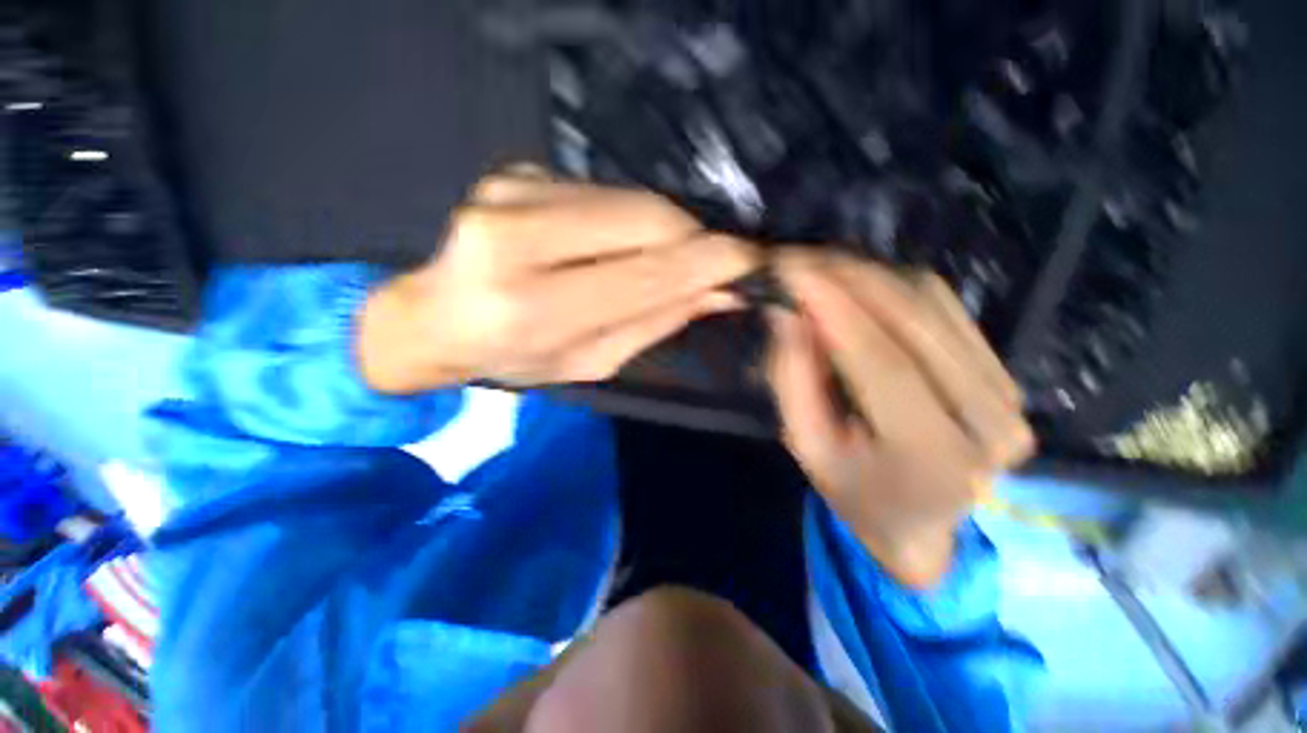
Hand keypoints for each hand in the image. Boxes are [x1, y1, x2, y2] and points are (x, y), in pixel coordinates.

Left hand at [360, 171, 759, 393]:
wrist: (438, 318)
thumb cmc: (517, 356)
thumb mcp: (592, 360)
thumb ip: (655, 321)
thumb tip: (719, 291)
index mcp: (531, 307)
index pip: (644, 273)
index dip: (707, 263)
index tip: (749, 262)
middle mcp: (515, 237)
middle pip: (645, 219)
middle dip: (694, 240)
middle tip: (718, 262)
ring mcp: (511, 191)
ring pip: (630, 199)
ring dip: (668, 230)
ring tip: (671, 259)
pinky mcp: (517, 172)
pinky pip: (604, 192)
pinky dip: (633, 219)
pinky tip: (626, 243)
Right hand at [768, 251, 1033, 586]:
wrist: (917, 522)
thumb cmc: (851, 489)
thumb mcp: (804, 443)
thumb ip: (792, 377)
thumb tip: (786, 310)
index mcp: (930, 457)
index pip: (880, 361)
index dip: (833, 306)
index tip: (789, 267)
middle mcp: (987, 422)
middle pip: (914, 321)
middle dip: (849, 278)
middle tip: (799, 259)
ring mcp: (1009, 397)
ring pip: (933, 304)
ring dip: (869, 276)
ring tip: (821, 270)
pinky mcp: (1007, 377)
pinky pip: (947, 308)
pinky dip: (896, 287)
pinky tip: (859, 287)